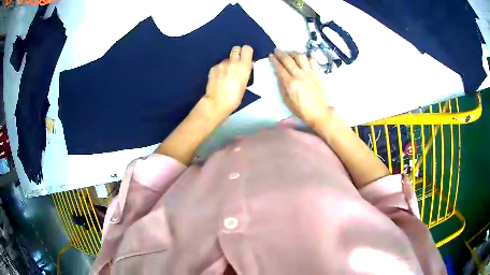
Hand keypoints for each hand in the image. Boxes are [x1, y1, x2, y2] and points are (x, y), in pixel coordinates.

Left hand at [204, 45, 253, 117]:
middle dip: (237, 54)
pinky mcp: (213, 68)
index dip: (246, 52)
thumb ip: (245, 72)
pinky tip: (219, 79)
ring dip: (228, 64)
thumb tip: (244, 66)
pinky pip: (219, 65)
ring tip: (226, 75)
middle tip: (237, 63)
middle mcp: (232, 61)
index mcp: (243, 66)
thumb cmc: (235, 97)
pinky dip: (220, 70)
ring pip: (226, 59)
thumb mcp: (245, 83)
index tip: (246, 57)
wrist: (217, 102)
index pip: (247, 48)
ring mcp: (221, 64)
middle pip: (236, 49)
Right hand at [269, 49, 331, 127]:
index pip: (280, 68)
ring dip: (293, 52)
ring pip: (300, 57)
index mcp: (290, 84)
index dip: (274, 60)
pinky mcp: (317, 73)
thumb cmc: (301, 110)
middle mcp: (299, 75)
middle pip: (288, 60)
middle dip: (281, 53)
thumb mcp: (287, 100)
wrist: (319, 113)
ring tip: (290, 53)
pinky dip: (307, 57)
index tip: (270, 55)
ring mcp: (309, 73)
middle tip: (277, 50)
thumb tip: (279, 75)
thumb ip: (282, 86)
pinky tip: (303, 58)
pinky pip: (312, 60)